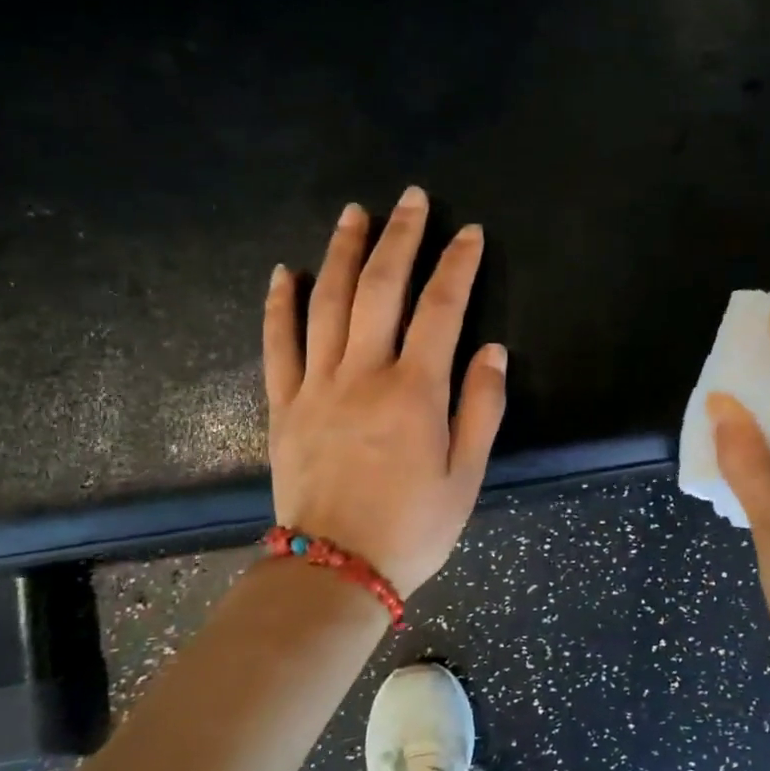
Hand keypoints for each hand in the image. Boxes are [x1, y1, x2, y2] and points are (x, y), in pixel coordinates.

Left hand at [263, 187, 507, 596]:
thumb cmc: (413, 527)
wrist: (335, 571)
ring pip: (326, 303)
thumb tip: (492, 350)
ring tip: (354, 213)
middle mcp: (364, 375)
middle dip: (399, 238)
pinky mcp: (284, 406)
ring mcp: (317, 387)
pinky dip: (279, 305)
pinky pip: (278, 345)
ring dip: (341, 252)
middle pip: (380, 289)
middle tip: (410, 199)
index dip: (457, 265)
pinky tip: (282, 272)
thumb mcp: (467, 476)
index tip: (469, 232)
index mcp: (415, 392)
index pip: (441, 309)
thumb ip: (481, 408)